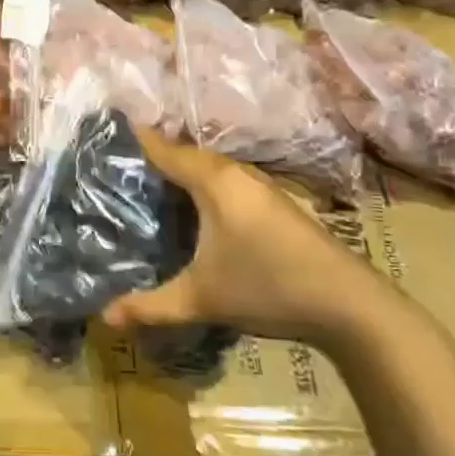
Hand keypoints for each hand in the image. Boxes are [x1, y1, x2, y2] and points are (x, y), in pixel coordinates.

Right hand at [102, 129, 407, 352]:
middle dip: (157, 158)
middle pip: (188, 155)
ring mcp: (262, 187)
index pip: (166, 150)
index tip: (108, 137)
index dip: (137, 142)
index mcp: (214, 181)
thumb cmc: (268, 287)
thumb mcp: (201, 298)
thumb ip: (151, 305)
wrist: (349, 303)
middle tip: (121, 171)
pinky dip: (205, 187)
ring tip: (152, 188)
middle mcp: (237, 174)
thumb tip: (105, 317)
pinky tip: (197, 212)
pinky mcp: (277, 204)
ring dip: (184, 173)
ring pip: (211, 170)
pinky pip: (228, 183)